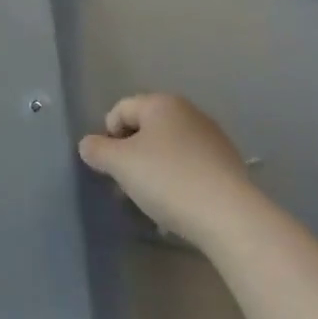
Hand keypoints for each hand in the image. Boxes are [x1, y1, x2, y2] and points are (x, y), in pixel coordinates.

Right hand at [78, 93, 254, 248]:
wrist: (229, 216)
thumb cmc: (168, 180)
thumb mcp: (121, 165)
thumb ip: (97, 150)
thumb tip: (88, 144)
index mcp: (161, 102)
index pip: (120, 110)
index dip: (107, 137)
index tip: (110, 168)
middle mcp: (188, 111)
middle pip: (146, 128)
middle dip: (131, 155)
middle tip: (126, 187)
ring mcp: (212, 137)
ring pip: (169, 148)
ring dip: (154, 169)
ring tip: (152, 201)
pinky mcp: (228, 163)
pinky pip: (191, 165)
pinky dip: (178, 179)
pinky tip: (179, 205)